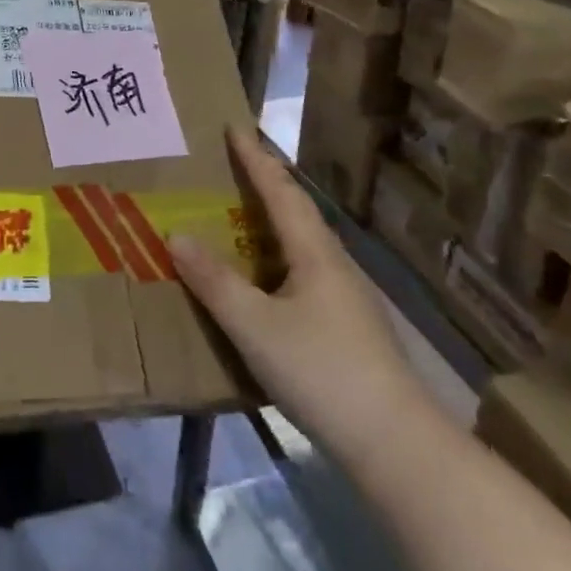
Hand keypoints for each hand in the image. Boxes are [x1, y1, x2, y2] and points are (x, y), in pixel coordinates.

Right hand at [170, 127, 419, 447]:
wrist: (395, 443)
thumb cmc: (322, 371)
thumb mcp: (255, 326)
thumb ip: (215, 282)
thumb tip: (176, 235)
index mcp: (315, 253)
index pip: (281, 192)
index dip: (256, 159)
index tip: (235, 127)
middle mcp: (335, 265)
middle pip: (297, 213)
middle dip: (266, 185)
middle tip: (232, 167)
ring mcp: (348, 298)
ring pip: (304, 246)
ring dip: (273, 224)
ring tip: (240, 220)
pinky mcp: (350, 328)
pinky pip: (306, 275)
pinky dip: (279, 261)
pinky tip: (266, 285)